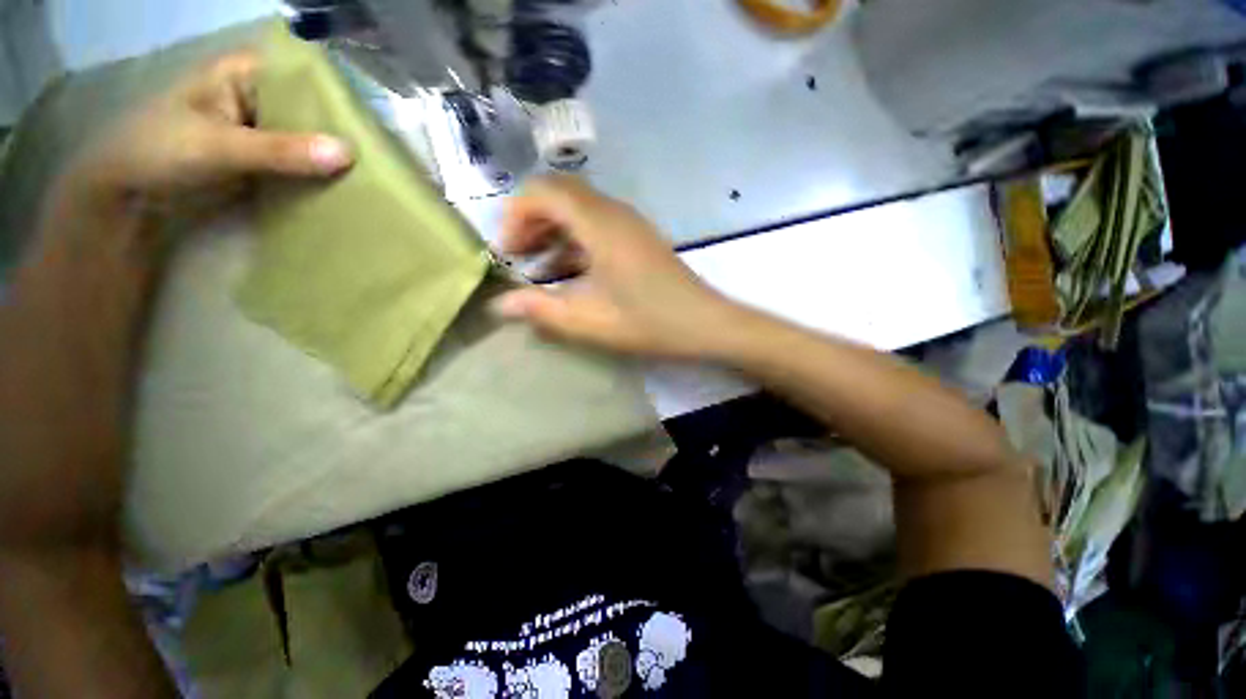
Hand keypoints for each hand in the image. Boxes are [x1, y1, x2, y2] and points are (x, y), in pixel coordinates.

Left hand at [0, 51, 352, 556]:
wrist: (115, 208)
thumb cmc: (146, 162)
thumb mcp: (210, 150)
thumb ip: (276, 151)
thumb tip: (348, 158)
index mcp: (244, 80)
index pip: (306, 76)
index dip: (343, 94)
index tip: (383, 126)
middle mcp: (258, 106)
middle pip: (316, 113)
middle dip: (352, 134)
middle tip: (394, 163)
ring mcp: (262, 142)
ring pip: (314, 145)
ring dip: (343, 165)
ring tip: (383, 186)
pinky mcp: (264, 175)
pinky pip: (304, 173)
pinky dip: (327, 185)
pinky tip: (352, 201)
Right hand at [491, 176, 741, 358]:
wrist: (705, 323)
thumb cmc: (649, 322)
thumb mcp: (590, 321)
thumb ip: (542, 310)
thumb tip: (500, 305)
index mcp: (600, 224)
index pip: (543, 190)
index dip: (515, 215)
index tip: (508, 253)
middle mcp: (614, 213)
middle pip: (560, 194)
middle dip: (531, 221)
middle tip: (518, 258)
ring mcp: (629, 224)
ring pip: (578, 210)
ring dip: (552, 231)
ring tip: (538, 268)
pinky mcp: (638, 238)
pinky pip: (597, 226)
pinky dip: (574, 241)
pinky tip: (569, 273)